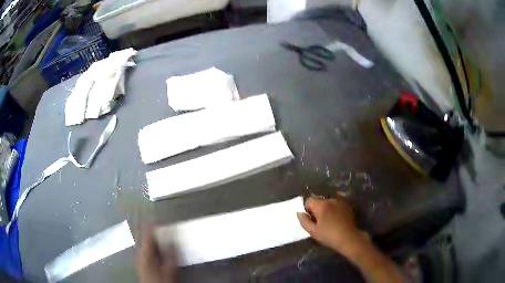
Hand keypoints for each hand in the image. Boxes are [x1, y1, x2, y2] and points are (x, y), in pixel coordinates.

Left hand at [136, 226, 177, 282]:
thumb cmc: (161, 281)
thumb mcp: (169, 269)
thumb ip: (171, 254)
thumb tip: (172, 239)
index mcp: (146, 252)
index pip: (148, 233)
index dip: (154, 224)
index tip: (160, 218)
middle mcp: (140, 252)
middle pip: (146, 237)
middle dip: (155, 230)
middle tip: (164, 225)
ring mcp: (140, 257)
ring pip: (146, 242)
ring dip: (154, 237)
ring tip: (163, 234)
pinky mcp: (141, 261)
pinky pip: (147, 248)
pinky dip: (153, 244)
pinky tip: (159, 247)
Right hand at [297, 196, 366, 255]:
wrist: (348, 238)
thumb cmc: (329, 235)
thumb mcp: (313, 231)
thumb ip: (304, 221)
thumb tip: (299, 213)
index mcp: (321, 205)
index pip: (309, 201)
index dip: (307, 210)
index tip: (311, 220)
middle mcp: (330, 200)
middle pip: (319, 201)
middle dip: (317, 210)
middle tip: (319, 222)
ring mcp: (340, 202)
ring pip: (327, 203)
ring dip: (325, 210)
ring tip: (328, 221)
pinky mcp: (346, 206)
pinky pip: (335, 205)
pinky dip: (333, 210)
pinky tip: (336, 220)